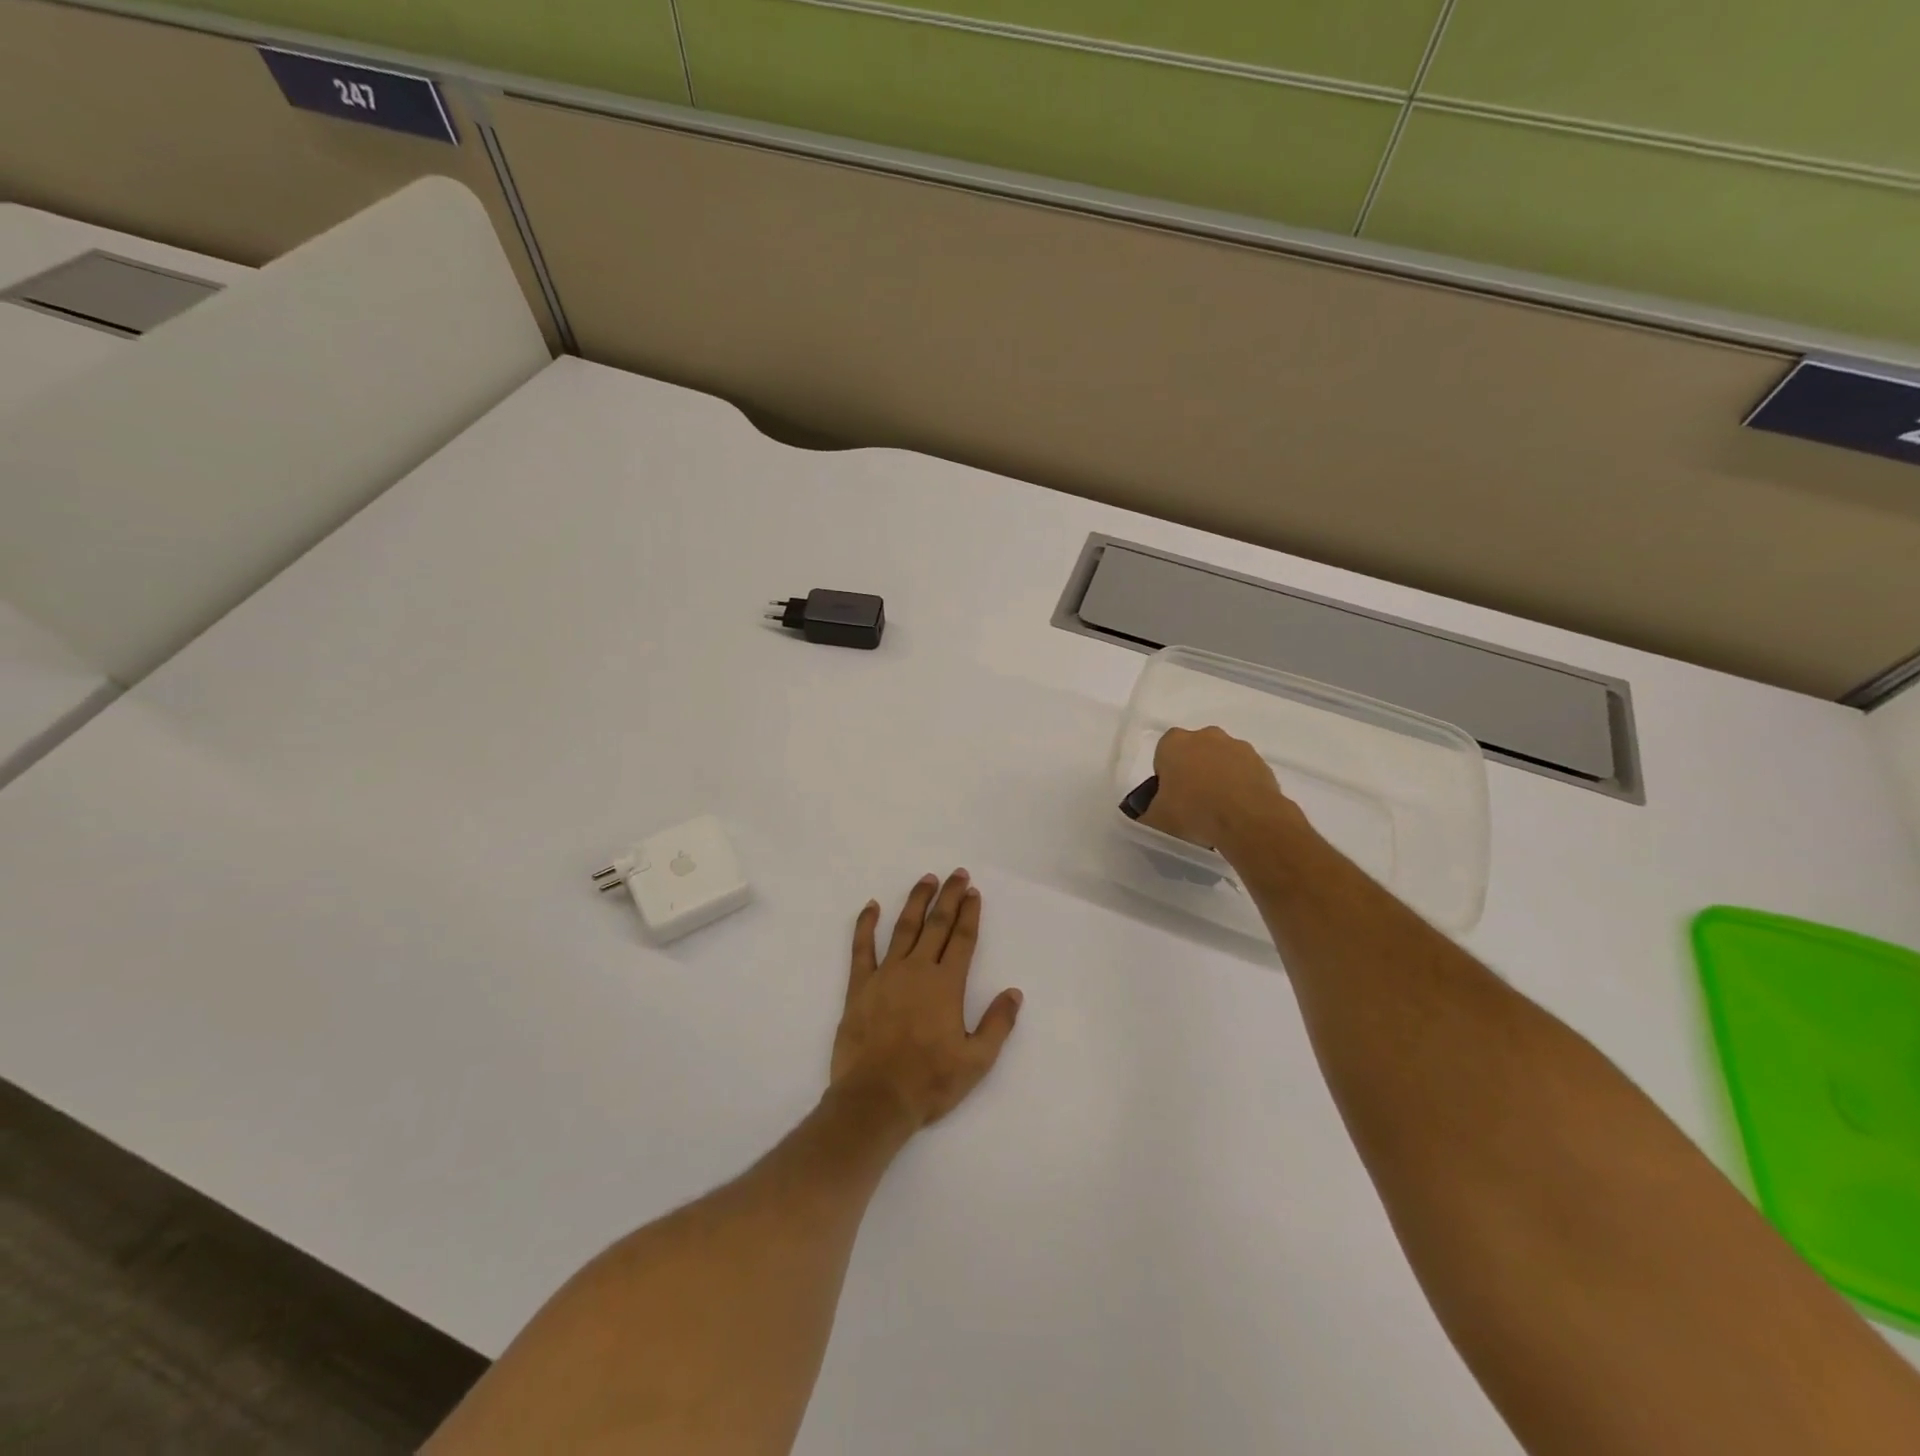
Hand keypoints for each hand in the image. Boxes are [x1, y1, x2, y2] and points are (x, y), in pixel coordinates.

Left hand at [831, 870, 1022, 1129]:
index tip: (974, 892)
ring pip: (903, 927)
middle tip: (957, 874)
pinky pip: (861, 947)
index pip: (962, 939)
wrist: (875, 1099)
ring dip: (916, 901)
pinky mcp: (859, 986)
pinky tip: (871, 906)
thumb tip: (1014, 993)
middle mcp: (917, 970)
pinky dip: (865, 924)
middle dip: (949, 897)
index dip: (970, 914)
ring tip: (926, 880)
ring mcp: (886, 974)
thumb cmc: (929, 1082)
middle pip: (937, 924)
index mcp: (946, 985)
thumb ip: (997, 1024)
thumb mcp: (976, 1061)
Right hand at [1139, 725, 1309, 855]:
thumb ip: (1146, 815)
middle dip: (1193, 773)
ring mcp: (1237, 747)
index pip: (1163, 753)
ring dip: (1218, 779)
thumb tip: (1146, 817)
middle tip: (1192, 804)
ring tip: (1218, 812)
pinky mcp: (1261, 763)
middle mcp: (1206, 736)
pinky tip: (1238, 812)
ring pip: (1221, 761)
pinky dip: (1240, 788)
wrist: (1247, 820)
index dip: (1165, 776)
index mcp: (1174, 742)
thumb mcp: (1156, 820)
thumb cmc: (1192, 812)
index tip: (1170, 797)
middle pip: (1194, 753)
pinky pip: (1244, 774)